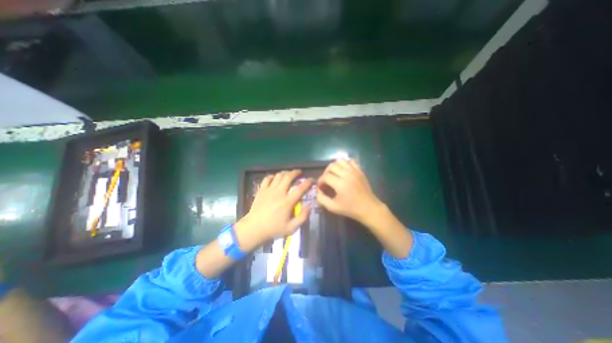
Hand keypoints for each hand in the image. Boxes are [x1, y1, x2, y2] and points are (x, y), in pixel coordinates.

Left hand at [237, 167, 310, 243]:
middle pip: (288, 177)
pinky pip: (267, 178)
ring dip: (285, 173)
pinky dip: (272, 176)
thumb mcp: (291, 228)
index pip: (300, 188)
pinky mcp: (261, 190)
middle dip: (295, 172)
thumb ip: (302, 217)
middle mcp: (279, 193)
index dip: (307, 183)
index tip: (311, 179)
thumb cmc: (273, 229)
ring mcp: (269, 190)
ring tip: (289, 173)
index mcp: (287, 202)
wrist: (254, 228)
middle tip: (299, 172)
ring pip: (278, 176)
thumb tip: (310, 205)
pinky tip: (275, 178)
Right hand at [316, 160, 380, 223]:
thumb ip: (322, 199)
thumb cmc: (351, 209)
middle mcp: (347, 174)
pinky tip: (343, 171)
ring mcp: (354, 171)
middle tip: (326, 181)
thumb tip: (317, 191)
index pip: (325, 176)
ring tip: (334, 174)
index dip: (320, 181)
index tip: (321, 187)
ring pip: (340, 161)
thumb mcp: (333, 207)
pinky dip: (344, 164)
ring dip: (334, 167)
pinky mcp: (359, 170)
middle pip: (331, 166)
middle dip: (325, 173)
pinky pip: (350, 161)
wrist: (368, 208)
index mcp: (340, 184)